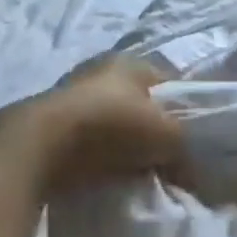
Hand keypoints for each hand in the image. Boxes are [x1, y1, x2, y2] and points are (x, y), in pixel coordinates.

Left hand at [26, 59, 182, 190]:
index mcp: (131, 62)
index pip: (171, 82)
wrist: (41, 147)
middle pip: (141, 103)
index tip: (194, 137)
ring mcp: (72, 97)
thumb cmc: (113, 126)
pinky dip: (101, 155)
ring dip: (126, 143)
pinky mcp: (52, 125)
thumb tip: (195, 174)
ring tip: (140, 168)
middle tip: (169, 155)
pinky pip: (91, 141)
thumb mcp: (168, 137)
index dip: (186, 108)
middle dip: (154, 127)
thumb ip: (187, 149)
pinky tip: (111, 171)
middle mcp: (100, 71)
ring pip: (115, 122)